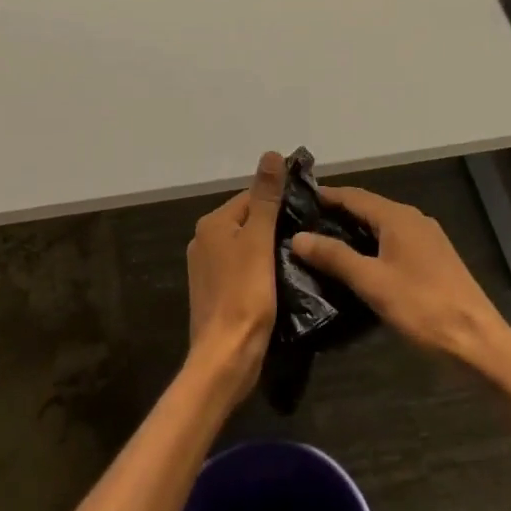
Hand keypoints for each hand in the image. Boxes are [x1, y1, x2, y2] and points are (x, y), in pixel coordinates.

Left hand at [185, 151, 282, 400]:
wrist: (226, 357)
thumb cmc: (245, 295)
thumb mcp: (260, 240)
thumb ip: (266, 198)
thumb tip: (271, 154)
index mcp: (212, 224)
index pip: (251, 197)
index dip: (279, 203)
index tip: (307, 215)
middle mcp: (203, 240)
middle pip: (247, 220)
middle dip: (274, 225)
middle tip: (306, 237)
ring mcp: (206, 268)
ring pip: (245, 245)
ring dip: (268, 248)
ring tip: (296, 257)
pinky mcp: (213, 291)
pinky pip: (240, 267)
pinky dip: (258, 268)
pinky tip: (278, 279)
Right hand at [292, 186, 510, 384]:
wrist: (478, 340)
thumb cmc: (422, 307)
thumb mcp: (371, 282)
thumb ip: (334, 257)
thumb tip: (297, 236)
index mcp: (398, 217)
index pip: (353, 195)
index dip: (325, 195)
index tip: (297, 200)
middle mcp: (413, 219)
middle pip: (368, 207)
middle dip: (337, 213)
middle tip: (303, 224)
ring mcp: (427, 238)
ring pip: (382, 226)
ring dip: (354, 231)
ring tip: (322, 244)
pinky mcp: (433, 259)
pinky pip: (394, 241)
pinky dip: (371, 245)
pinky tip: (358, 263)